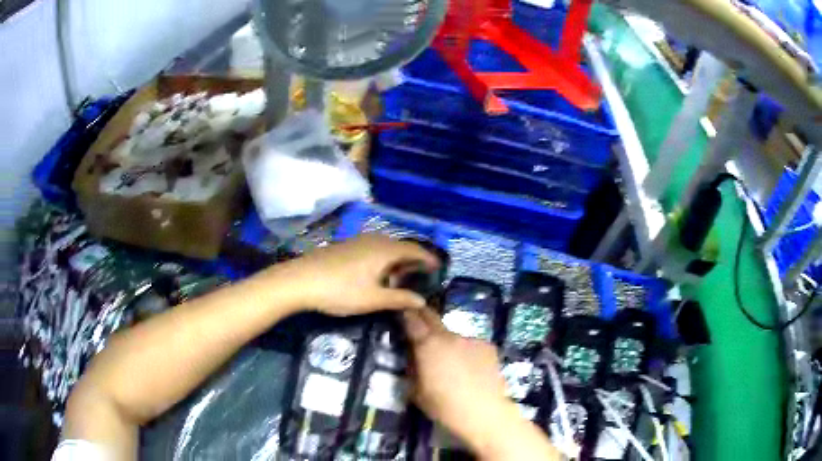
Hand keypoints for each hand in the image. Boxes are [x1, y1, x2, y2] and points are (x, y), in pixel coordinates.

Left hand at [275, 234, 440, 315]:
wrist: (300, 280)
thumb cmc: (339, 291)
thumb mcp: (373, 299)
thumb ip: (399, 298)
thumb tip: (422, 301)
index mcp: (385, 250)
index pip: (414, 251)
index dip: (428, 259)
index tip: (439, 267)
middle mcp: (374, 240)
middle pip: (401, 246)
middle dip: (414, 259)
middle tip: (423, 274)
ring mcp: (358, 241)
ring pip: (386, 246)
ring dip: (397, 259)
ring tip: (403, 274)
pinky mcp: (346, 246)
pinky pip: (373, 248)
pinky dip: (383, 258)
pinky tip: (378, 272)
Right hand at [404, 310, 559, 459]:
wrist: (484, 412)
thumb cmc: (444, 406)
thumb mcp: (416, 391)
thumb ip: (412, 368)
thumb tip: (413, 356)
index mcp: (428, 345)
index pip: (412, 319)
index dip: (406, 314)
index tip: (402, 312)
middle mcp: (449, 336)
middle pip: (433, 318)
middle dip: (423, 317)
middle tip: (419, 323)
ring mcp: (471, 339)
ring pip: (453, 336)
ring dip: (447, 343)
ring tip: (451, 363)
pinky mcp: (489, 346)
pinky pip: (471, 345)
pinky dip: (466, 352)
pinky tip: (470, 370)